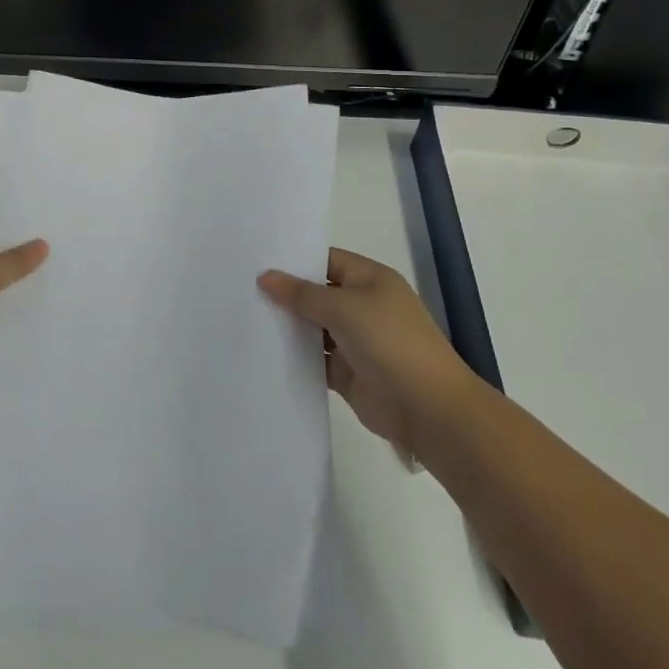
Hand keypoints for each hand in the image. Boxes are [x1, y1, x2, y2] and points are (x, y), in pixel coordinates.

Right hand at [259, 249, 467, 455]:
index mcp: (370, 279)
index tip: (256, 260)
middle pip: (317, 294)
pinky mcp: (347, 372)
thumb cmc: (390, 342)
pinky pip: (315, 359)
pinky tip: (263, 351)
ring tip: (243, 316)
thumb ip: (302, 294)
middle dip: (285, 293)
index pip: (326, 260)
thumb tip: (265, 277)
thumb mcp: (344, 308)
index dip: (295, 260)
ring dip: (287, 326)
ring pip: (313, 328)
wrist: (428, 409)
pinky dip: (295, 357)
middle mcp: (362, 306)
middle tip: (240, 287)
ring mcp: (355, 341)